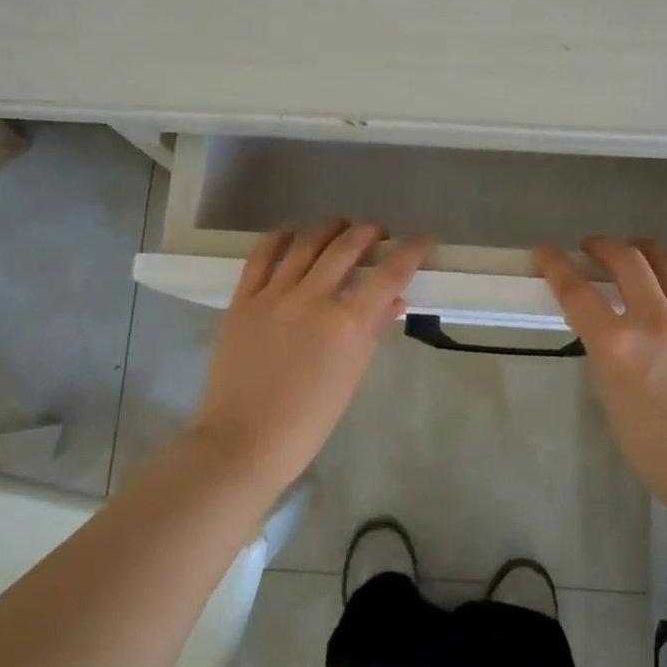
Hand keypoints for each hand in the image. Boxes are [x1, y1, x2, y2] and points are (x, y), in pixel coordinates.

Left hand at [192, 221, 434, 489]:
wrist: (243, 439)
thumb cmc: (307, 420)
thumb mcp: (351, 377)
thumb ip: (373, 332)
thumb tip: (394, 301)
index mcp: (347, 323)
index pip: (389, 274)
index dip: (411, 252)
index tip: (423, 242)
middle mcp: (313, 298)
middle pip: (347, 247)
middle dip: (369, 232)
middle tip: (378, 233)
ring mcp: (275, 295)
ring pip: (307, 244)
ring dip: (330, 229)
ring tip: (341, 226)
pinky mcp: (244, 299)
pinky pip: (262, 256)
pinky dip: (280, 238)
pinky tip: (292, 233)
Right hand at [534, 238, 666, 503]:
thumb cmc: (655, 449)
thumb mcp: (610, 397)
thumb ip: (605, 355)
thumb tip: (607, 330)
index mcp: (617, 344)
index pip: (576, 291)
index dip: (555, 265)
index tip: (544, 252)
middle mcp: (655, 321)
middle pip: (626, 261)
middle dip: (603, 246)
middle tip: (592, 247)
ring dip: (648, 249)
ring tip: (637, 248)